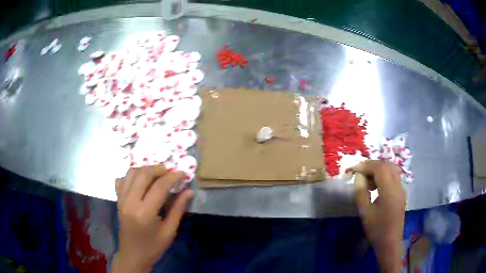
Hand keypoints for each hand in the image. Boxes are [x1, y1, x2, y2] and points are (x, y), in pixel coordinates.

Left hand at [111, 165, 193, 272]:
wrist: (132, 255)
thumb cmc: (153, 247)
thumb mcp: (169, 231)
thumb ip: (178, 209)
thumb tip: (189, 191)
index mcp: (145, 212)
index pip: (160, 186)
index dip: (173, 177)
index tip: (183, 174)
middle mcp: (130, 202)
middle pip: (144, 174)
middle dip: (159, 169)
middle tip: (170, 172)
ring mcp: (121, 200)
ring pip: (131, 173)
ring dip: (145, 169)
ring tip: (157, 174)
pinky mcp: (118, 200)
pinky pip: (122, 180)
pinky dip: (131, 176)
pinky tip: (140, 182)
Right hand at [350, 161, 405, 272]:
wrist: (390, 242)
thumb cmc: (376, 229)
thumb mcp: (365, 212)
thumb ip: (361, 192)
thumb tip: (358, 176)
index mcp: (389, 191)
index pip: (380, 168)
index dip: (366, 165)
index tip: (354, 170)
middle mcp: (398, 186)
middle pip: (387, 165)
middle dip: (373, 166)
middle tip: (361, 174)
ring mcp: (401, 189)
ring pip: (392, 170)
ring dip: (379, 170)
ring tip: (367, 182)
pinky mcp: (401, 194)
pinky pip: (393, 178)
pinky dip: (384, 177)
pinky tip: (376, 188)